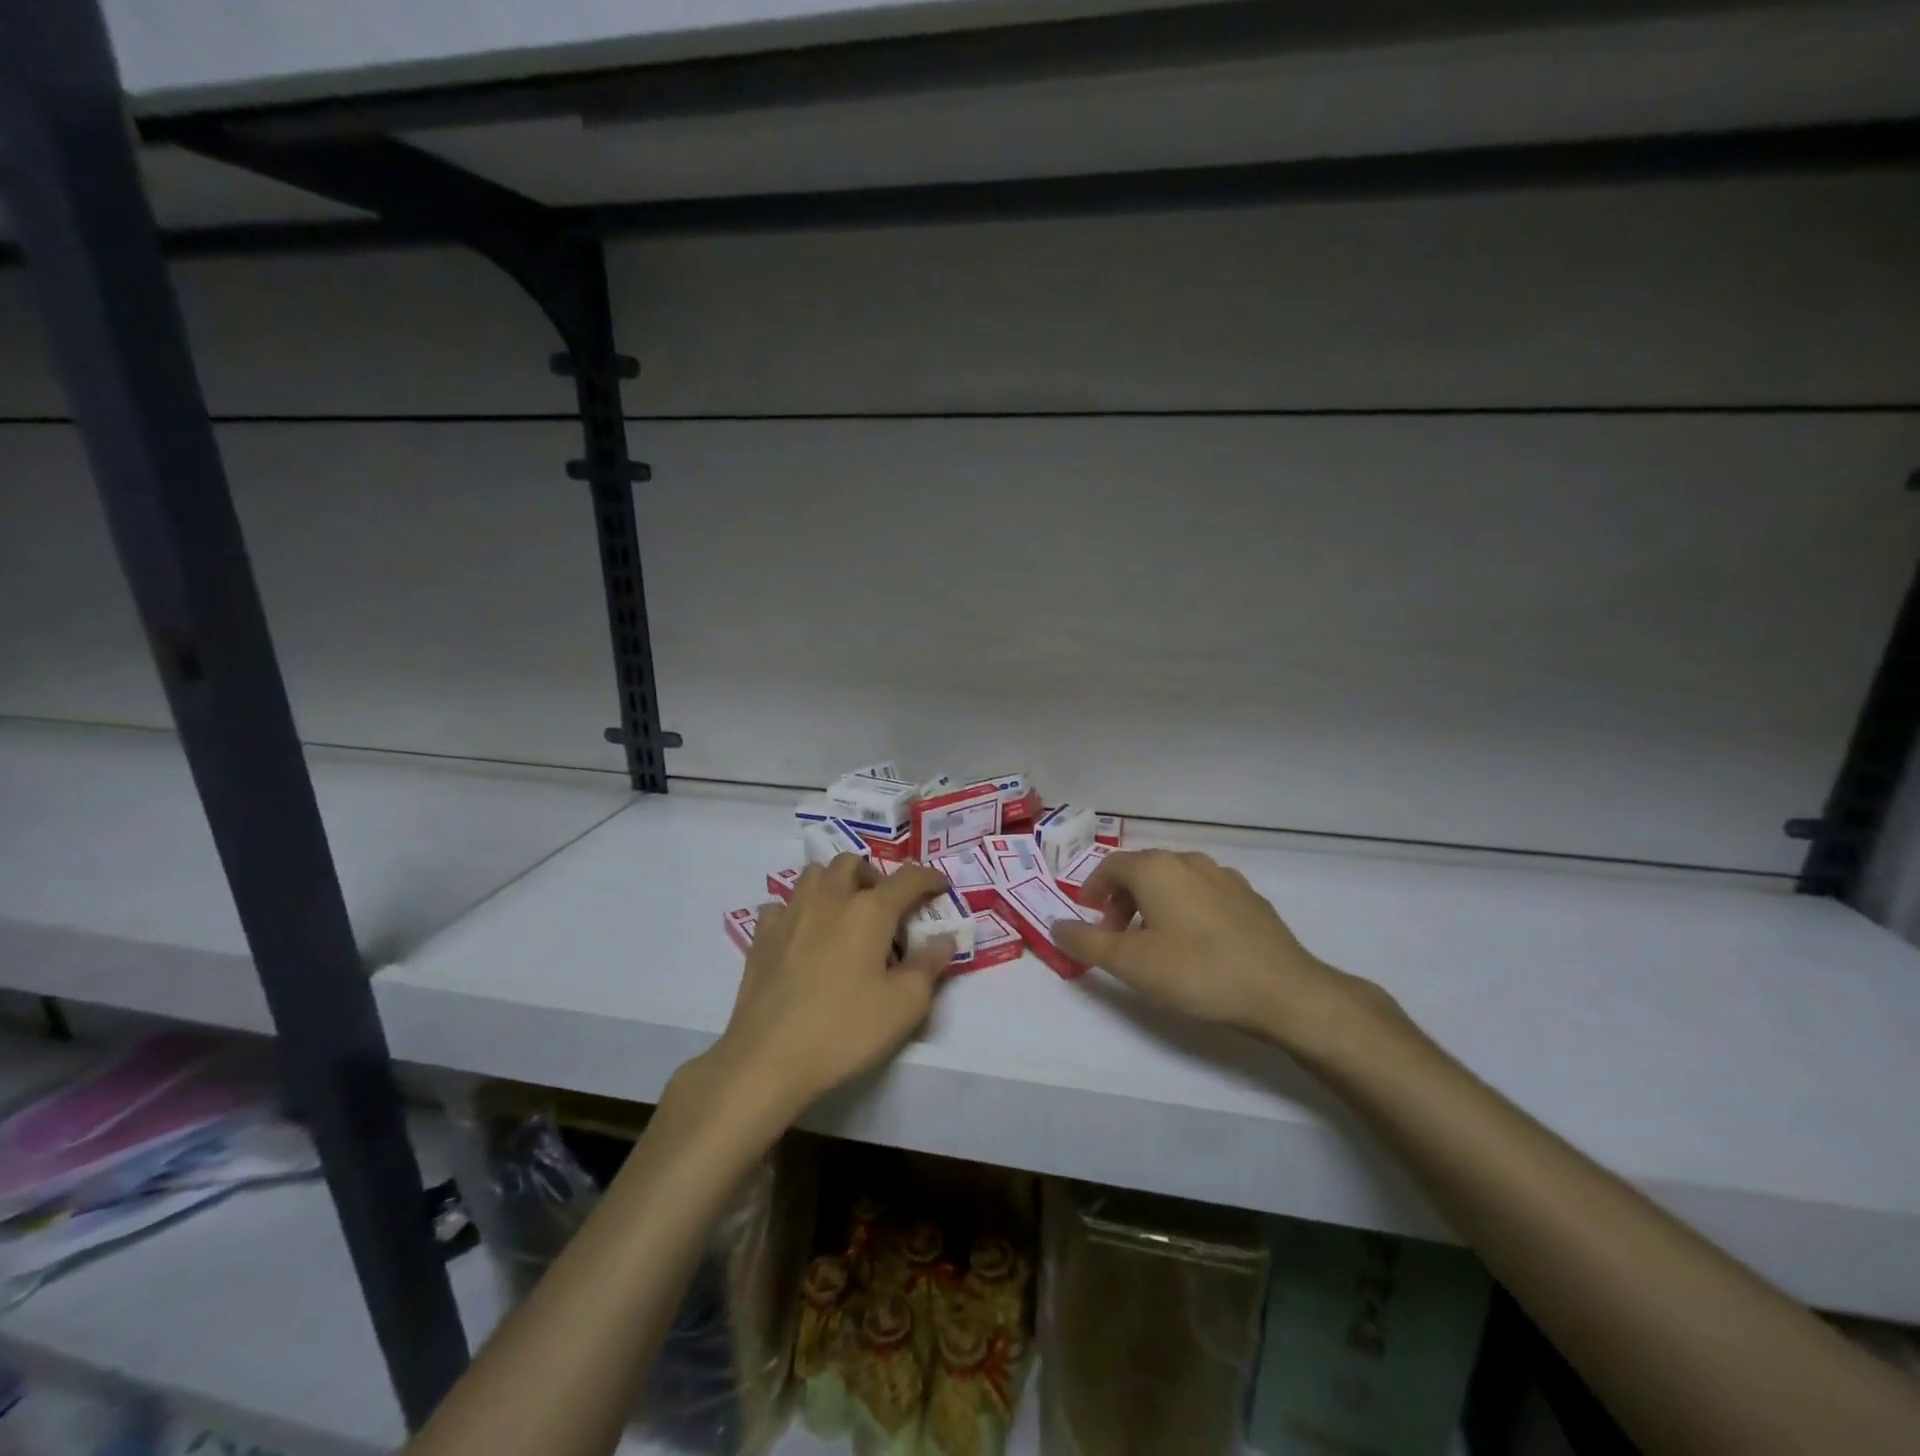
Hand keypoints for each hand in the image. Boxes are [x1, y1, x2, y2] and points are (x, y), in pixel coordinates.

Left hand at [712, 855, 955, 1113]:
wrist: (768, 1058)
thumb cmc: (845, 1030)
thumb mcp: (905, 1005)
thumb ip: (929, 965)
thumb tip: (944, 938)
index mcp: (869, 911)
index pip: (907, 878)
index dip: (929, 878)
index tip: (941, 887)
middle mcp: (829, 899)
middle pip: (852, 863)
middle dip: (874, 876)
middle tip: (885, 907)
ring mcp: (790, 914)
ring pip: (813, 874)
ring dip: (834, 883)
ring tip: (843, 913)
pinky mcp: (761, 937)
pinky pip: (781, 906)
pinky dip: (796, 911)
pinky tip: (802, 935)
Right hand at [1051, 849, 1400, 1052]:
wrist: (1284, 991)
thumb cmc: (1198, 972)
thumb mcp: (1131, 964)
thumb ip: (1087, 943)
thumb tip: (1056, 926)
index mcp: (1157, 868)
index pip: (1112, 866)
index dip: (1093, 888)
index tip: (1087, 915)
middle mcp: (1189, 861)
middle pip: (1142, 870)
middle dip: (1121, 898)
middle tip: (1115, 935)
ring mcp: (1224, 877)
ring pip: (1174, 880)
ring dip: (1152, 903)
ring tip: (1152, 941)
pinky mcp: (1249, 898)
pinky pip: (1202, 893)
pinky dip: (1184, 908)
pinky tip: (1193, 943)